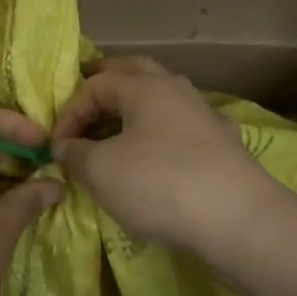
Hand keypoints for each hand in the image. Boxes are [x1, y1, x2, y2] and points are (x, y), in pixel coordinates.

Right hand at [50, 57, 287, 260]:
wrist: (239, 221)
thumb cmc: (160, 184)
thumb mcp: (100, 170)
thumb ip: (74, 153)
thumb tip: (65, 147)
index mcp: (144, 86)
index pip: (94, 85)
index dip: (69, 112)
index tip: (57, 146)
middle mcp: (176, 89)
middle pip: (132, 73)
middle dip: (103, 86)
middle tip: (82, 106)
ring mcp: (203, 116)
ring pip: (159, 101)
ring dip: (130, 111)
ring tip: (111, 135)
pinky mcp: (222, 146)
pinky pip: (178, 129)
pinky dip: (157, 136)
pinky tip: (153, 158)